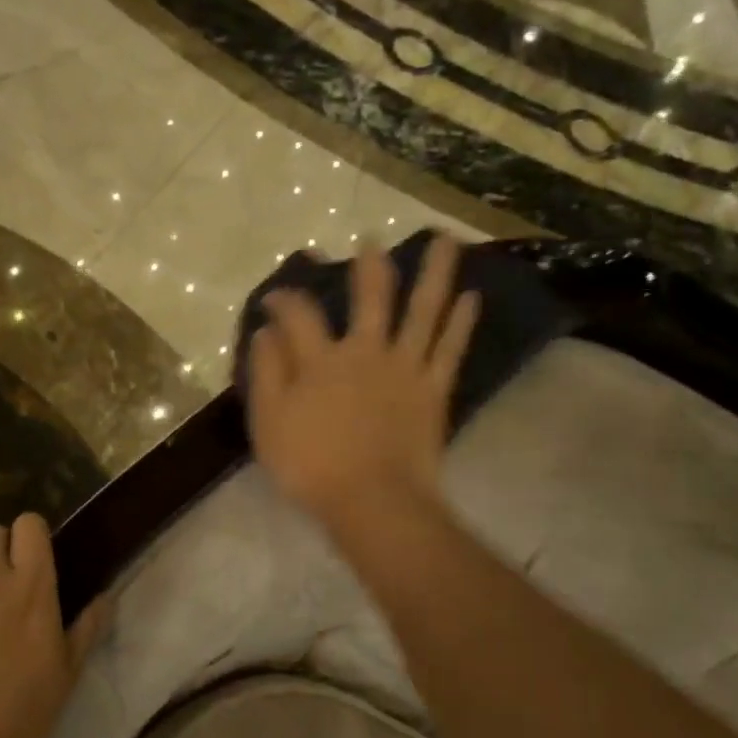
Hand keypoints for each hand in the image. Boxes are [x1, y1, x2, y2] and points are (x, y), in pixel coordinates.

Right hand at [248, 236, 477, 532]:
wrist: (373, 500)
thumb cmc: (312, 465)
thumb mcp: (269, 421)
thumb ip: (267, 372)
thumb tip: (266, 330)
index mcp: (322, 360)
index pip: (299, 315)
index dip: (284, 299)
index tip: (275, 296)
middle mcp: (366, 351)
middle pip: (371, 297)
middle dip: (369, 264)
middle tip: (372, 237)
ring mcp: (405, 368)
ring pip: (423, 311)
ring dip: (435, 273)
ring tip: (447, 240)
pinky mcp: (433, 390)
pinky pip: (450, 349)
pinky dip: (461, 322)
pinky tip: (471, 297)